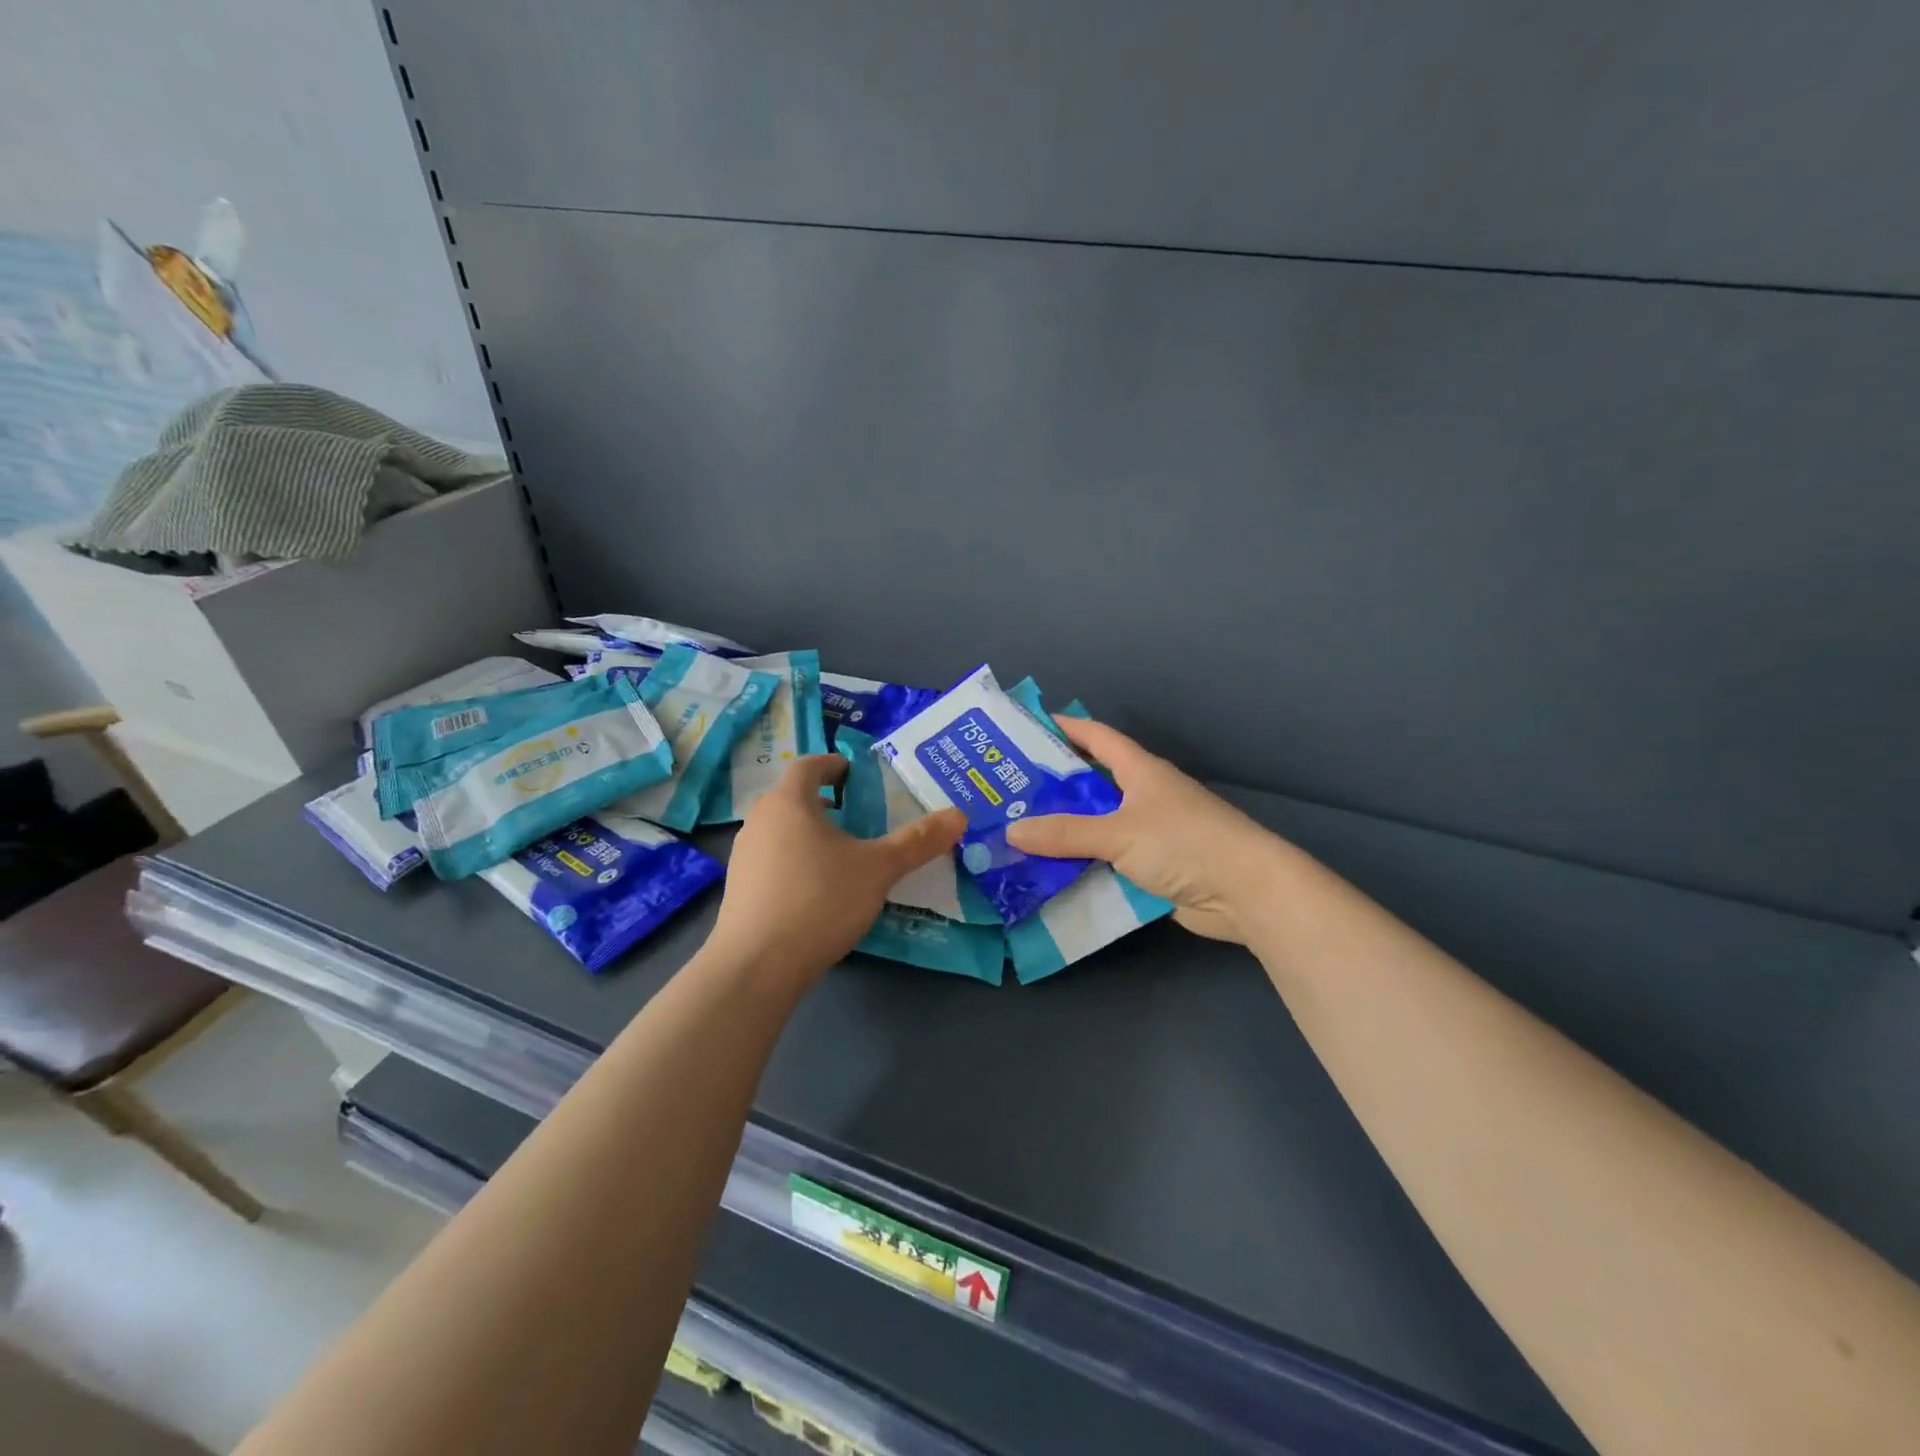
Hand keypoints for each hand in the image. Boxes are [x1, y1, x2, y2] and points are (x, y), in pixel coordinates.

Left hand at [709, 756, 965, 989]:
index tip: (854, 773)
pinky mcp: (738, 890)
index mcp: (789, 802)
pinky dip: (794, 861)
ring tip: (840, 853)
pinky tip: (816, 890)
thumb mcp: (878, 869)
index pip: (808, 765)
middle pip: (792, 798)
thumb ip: (918, 841)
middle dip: (824, 801)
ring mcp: (743, 856)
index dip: (833, 764)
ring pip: (781, 830)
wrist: (757, 965)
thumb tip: (959, 815)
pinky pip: (771, 860)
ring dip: (808, 832)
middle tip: (857, 814)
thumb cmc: (820, 900)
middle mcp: (760, 821)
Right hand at [1005, 718, 1285, 942]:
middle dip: (1051, 786)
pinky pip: (1106, 859)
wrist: (1246, 893)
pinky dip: (1081, 864)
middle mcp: (1143, 795)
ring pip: (1096, 825)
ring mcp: (1149, 832)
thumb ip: (1064, 833)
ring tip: (1017, 833)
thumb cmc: (1185, 843)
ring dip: (1063, 831)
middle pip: (1090, 783)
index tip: (1024, 728)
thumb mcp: (1119, 833)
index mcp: (1139, 770)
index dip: (1063, 727)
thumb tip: (1011, 830)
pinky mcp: (1152, 867)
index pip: (1096, 736)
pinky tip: (1050, 872)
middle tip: (1006, 792)